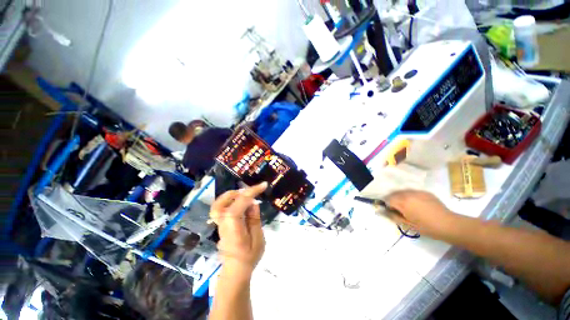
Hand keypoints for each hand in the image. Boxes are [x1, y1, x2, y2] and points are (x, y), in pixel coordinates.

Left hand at [210, 182, 267, 277]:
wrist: (235, 271)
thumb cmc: (249, 257)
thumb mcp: (257, 238)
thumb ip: (254, 219)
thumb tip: (253, 203)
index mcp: (233, 225)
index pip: (240, 202)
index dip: (252, 191)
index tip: (264, 185)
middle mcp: (223, 222)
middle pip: (222, 201)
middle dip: (237, 193)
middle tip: (251, 193)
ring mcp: (220, 224)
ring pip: (219, 204)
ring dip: (232, 196)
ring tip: (246, 197)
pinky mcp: (221, 225)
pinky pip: (222, 209)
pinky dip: (231, 202)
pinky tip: (242, 205)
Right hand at [385, 190, 455, 238]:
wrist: (449, 225)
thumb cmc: (427, 227)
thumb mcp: (407, 225)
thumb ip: (393, 216)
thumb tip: (382, 211)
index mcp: (403, 202)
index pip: (388, 199)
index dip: (387, 205)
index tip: (391, 211)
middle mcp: (408, 194)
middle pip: (394, 194)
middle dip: (393, 200)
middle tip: (398, 209)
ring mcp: (418, 192)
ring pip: (403, 191)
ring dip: (401, 197)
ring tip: (406, 206)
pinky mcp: (425, 192)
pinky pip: (412, 192)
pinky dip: (410, 196)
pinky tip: (416, 204)